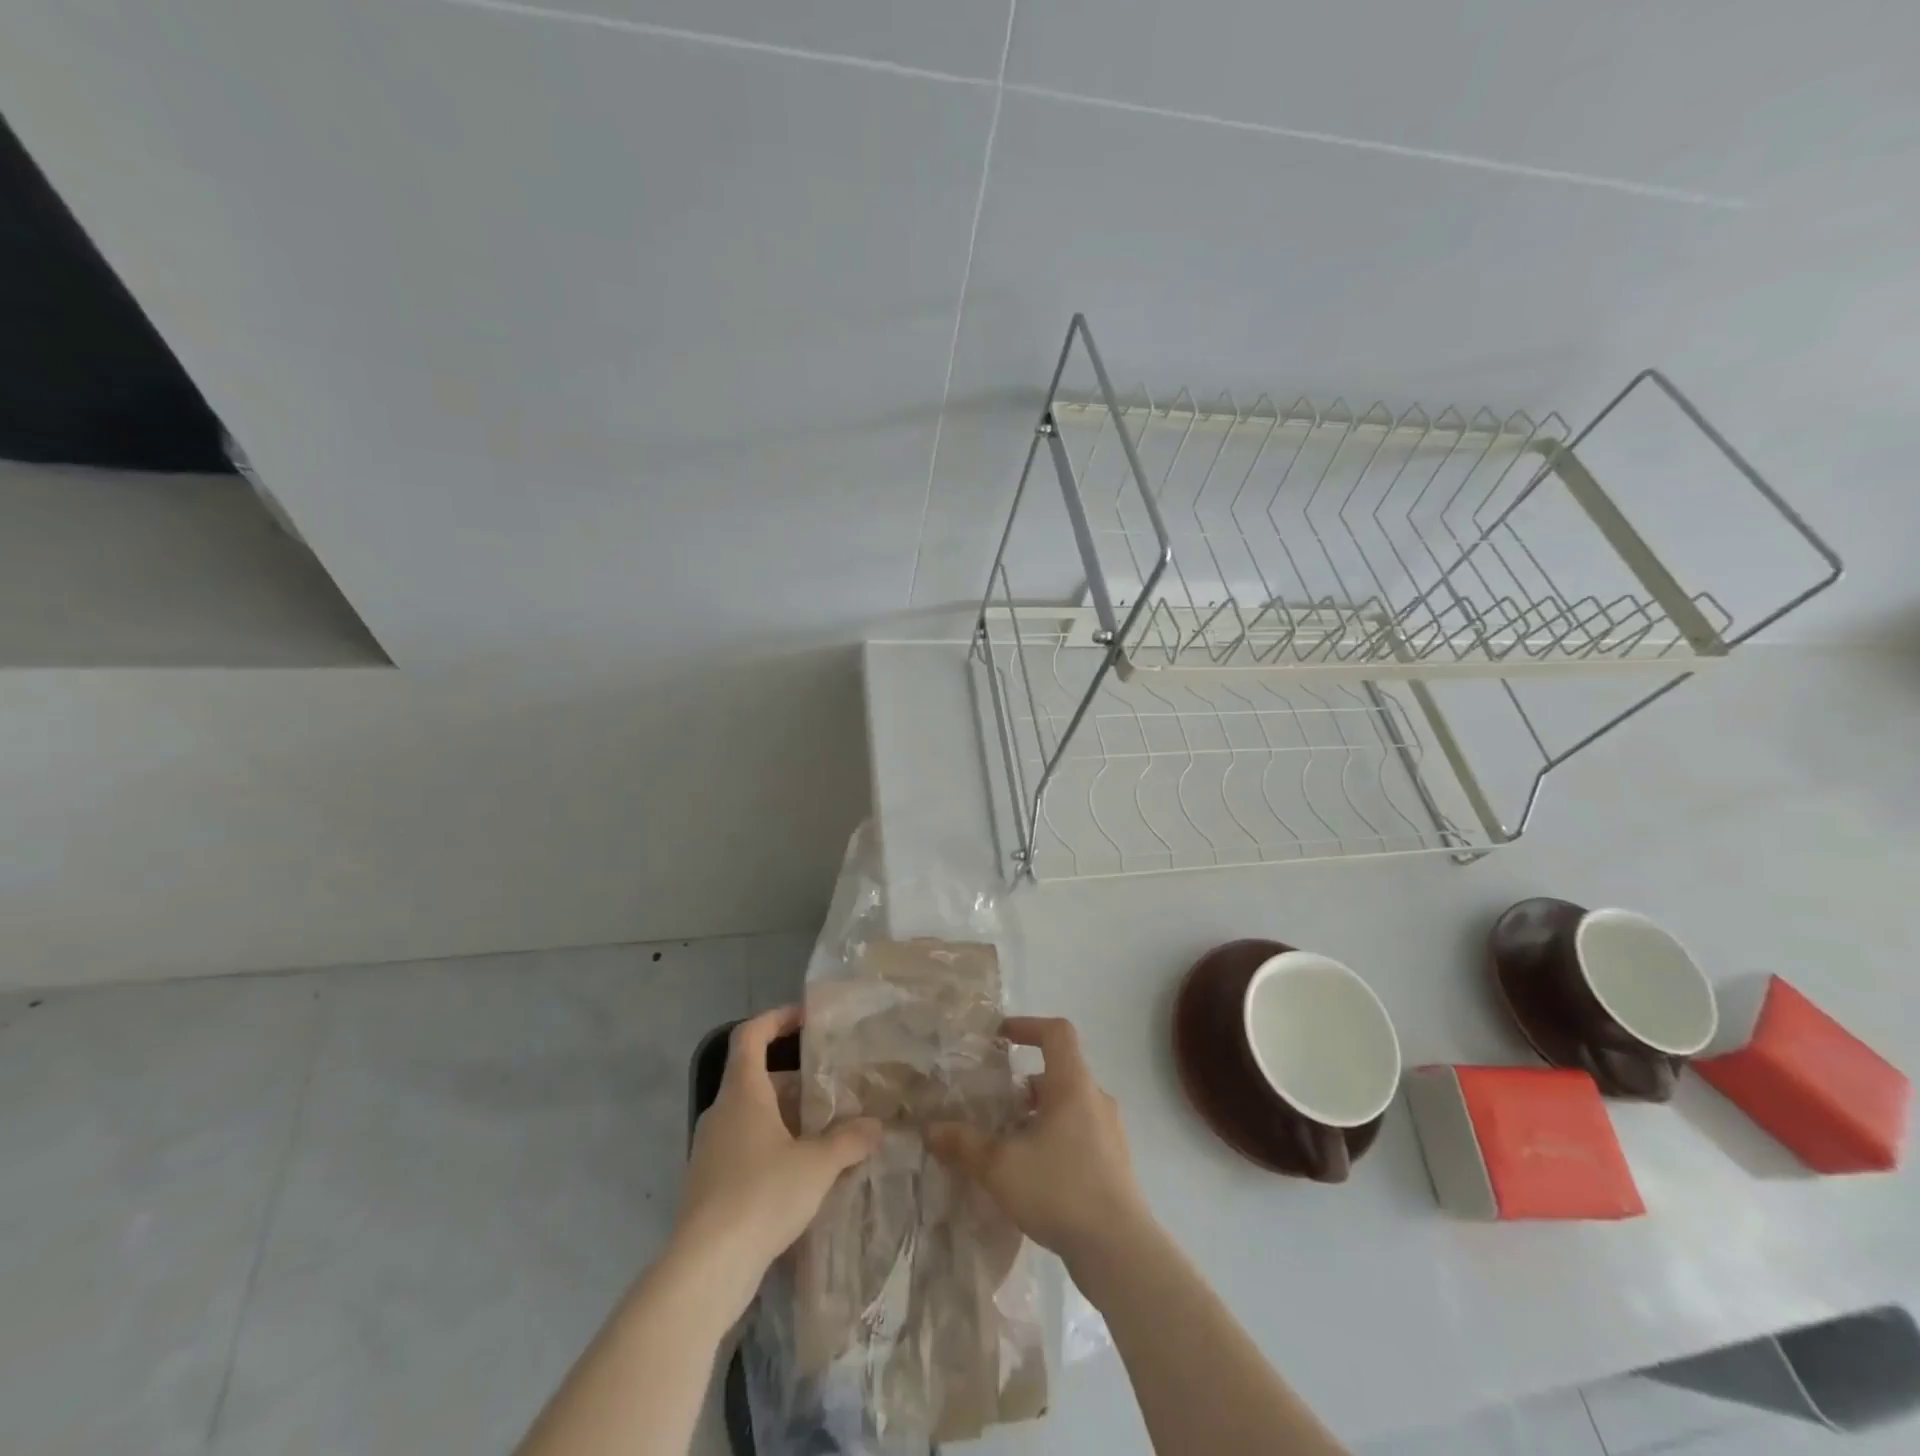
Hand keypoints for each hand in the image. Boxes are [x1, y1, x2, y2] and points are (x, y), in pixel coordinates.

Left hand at [673, 1006, 881, 1319]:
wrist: (706, 1268)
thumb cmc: (761, 1195)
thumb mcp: (817, 1164)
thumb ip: (849, 1140)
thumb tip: (877, 1126)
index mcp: (742, 1092)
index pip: (751, 1035)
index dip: (777, 1019)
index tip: (807, 1018)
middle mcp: (722, 1113)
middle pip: (757, 1078)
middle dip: (796, 1080)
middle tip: (833, 1088)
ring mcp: (711, 1150)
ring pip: (753, 1116)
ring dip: (787, 1118)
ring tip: (826, 1131)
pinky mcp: (709, 1185)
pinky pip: (746, 1148)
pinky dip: (774, 1148)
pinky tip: (802, 1174)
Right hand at [926, 1016, 1153, 1274]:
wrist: (1119, 1251)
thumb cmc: (1060, 1189)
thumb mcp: (1001, 1166)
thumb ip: (964, 1144)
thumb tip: (930, 1129)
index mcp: (1073, 1084)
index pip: (1057, 1032)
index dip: (1028, 1026)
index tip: (1001, 1036)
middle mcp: (1095, 1099)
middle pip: (1059, 1072)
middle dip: (1024, 1084)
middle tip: (994, 1102)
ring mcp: (1109, 1132)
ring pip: (1069, 1106)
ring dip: (1038, 1115)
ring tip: (1007, 1141)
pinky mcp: (1114, 1164)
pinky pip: (1079, 1134)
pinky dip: (1053, 1139)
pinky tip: (1031, 1173)